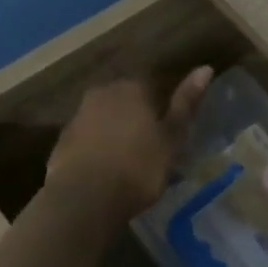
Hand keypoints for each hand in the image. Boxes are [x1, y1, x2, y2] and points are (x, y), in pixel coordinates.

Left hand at [45, 66, 212, 220]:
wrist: (85, 198)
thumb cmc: (139, 167)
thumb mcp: (171, 138)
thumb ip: (186, 104)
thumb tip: (205, 68)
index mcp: (132, 88)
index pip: (151, 86)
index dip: (160, 108)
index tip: (168, 131)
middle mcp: (102, 93)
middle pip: (124, 101)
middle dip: (136, 118)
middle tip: (150, 146)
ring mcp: (78, 116)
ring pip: (104, 119)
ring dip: (115, 134)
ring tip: (128, 162)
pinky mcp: (62, 141)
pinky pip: (86, 140)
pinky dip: (96, 149)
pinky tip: (105, 171)